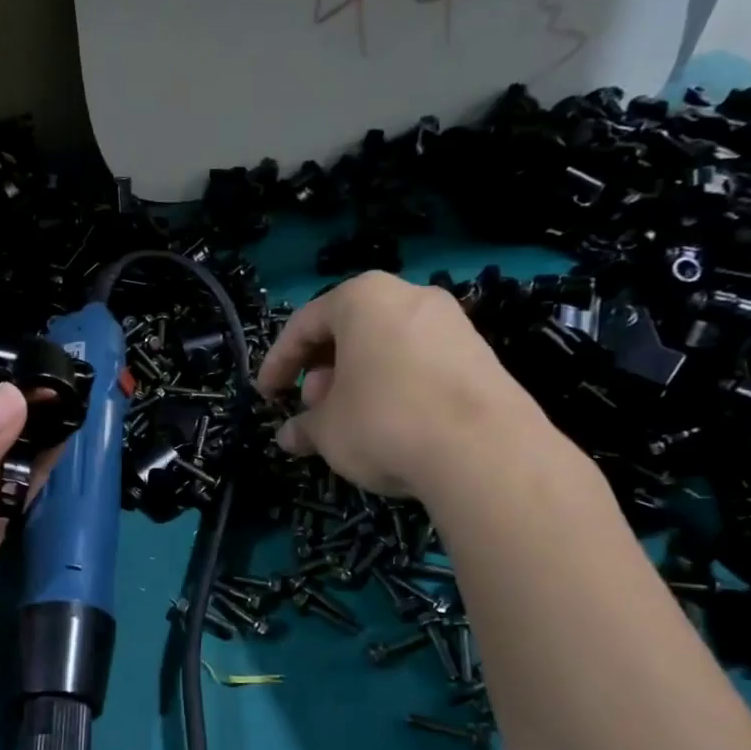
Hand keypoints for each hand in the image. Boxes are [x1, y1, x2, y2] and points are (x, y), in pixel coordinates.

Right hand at [256, 271, 555, 501]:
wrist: (484, 452)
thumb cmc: (383, 422)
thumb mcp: (327, 430)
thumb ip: (303, 427)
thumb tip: (289, 436)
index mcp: (363, 299)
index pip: (304, 324)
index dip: (278, 362)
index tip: (266, 394)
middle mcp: (409, 297)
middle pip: (349, 332)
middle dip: (321, 372)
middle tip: (311, 409)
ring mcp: (451, 324)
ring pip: (385, 347)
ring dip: (356, 382)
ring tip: (346, 422)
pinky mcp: (479, 355)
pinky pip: (418, 363)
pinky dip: (393, 387)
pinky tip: (387, 425)